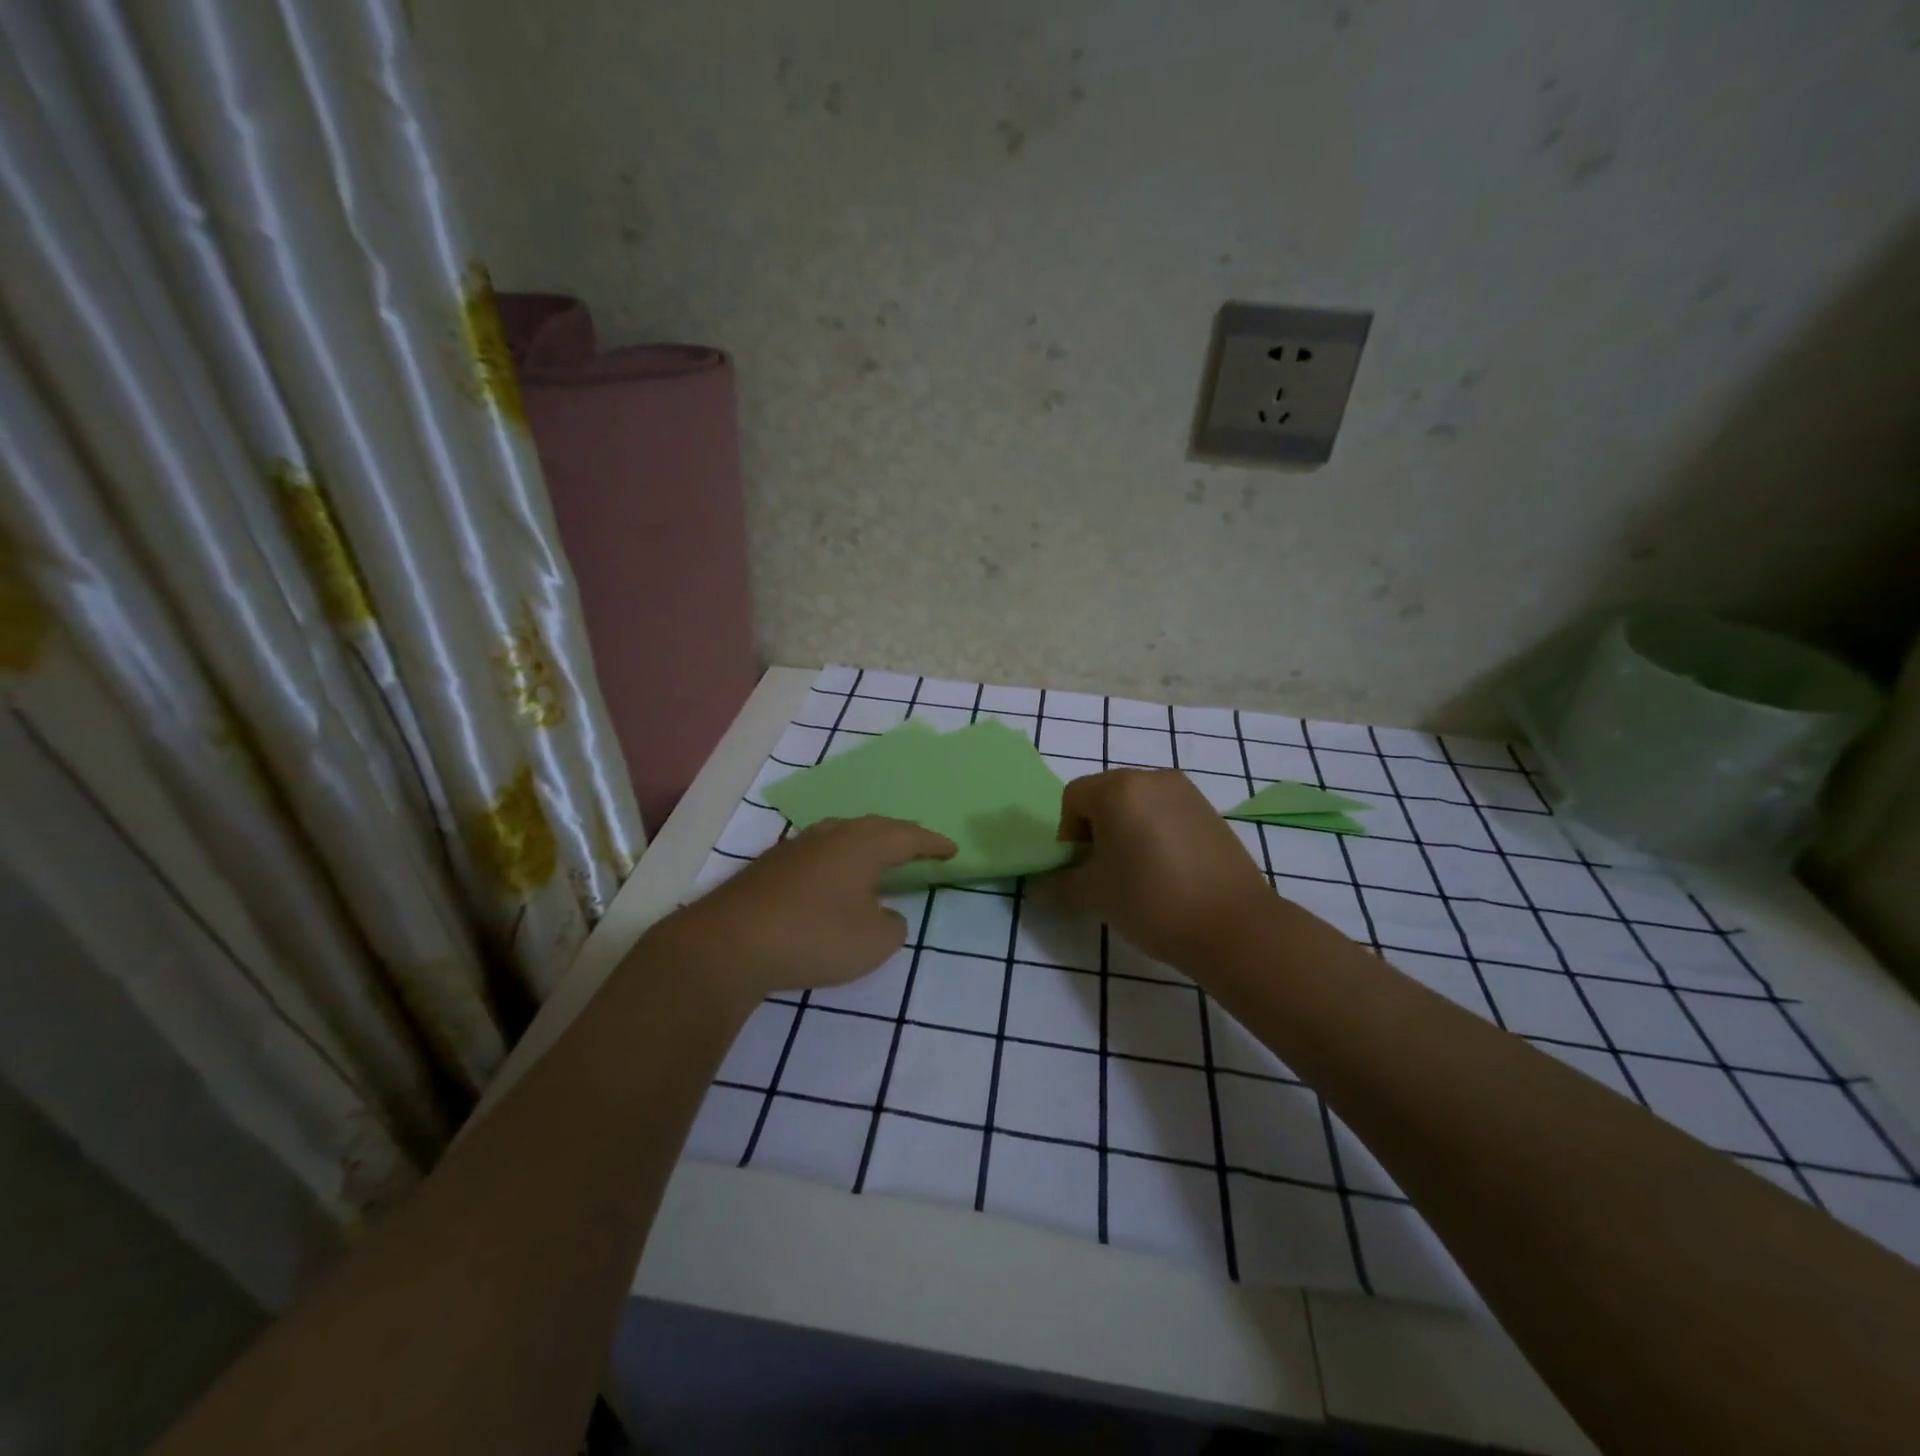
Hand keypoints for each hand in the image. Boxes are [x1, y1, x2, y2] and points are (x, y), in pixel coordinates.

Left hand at [644, 816, 955, 1004]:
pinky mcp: (770, 865)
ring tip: (878, 857)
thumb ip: (892, 925)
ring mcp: (797, 846)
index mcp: (863, 845)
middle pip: (874, 827)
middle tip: (919, 847)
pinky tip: (833, 877)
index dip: (933, 843)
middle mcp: (832, 835)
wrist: (730, 944)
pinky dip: (838, 859)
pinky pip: (819, 851)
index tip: (952, 850)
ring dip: (866, 843)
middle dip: (901, 836)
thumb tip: (884, 913)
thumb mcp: (874, 942)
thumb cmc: (815, 937)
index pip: (908, 836)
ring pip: (842, 834)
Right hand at [1043, 769, 1274, 967]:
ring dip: (1127, 832)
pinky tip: (1168, 872)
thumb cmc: (1151, 901)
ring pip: (1138, 805)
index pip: (1073, 798)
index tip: (1082, 869)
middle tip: (1105, 872)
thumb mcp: (1094, 895)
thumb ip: (1059, 884)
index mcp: (1119, 788)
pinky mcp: (1211, 812)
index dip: (1067, 834)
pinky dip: (1156, 834)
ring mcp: (1187, 793)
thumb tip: (1037, 887)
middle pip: (1106, 796)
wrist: (1233, 926)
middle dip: (1096, 830)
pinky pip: (1167, 814)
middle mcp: (1153, 778)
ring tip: (1138, 874)